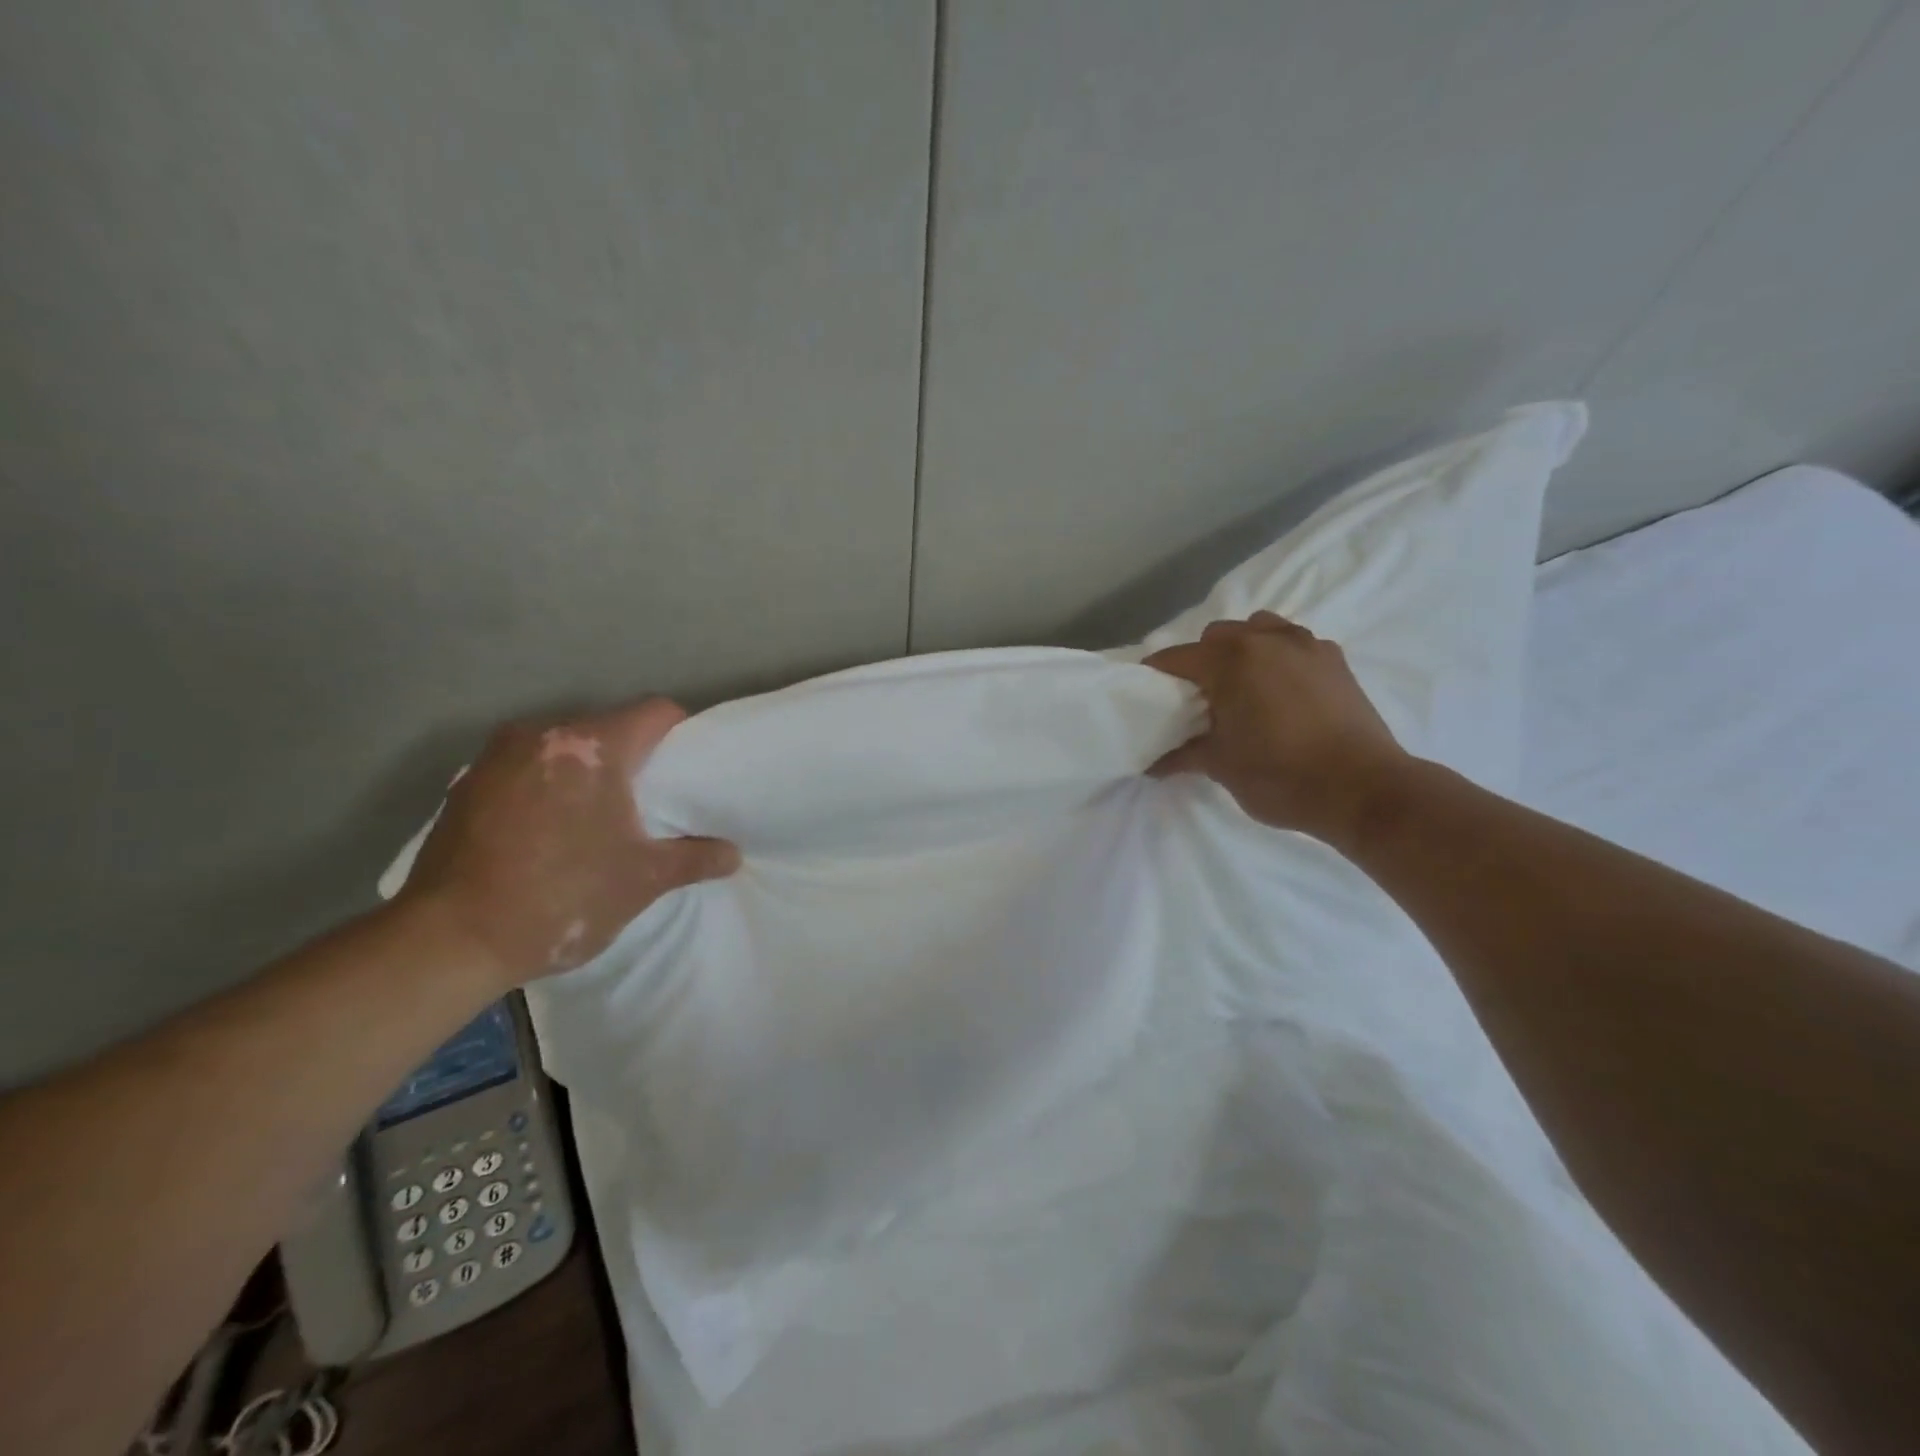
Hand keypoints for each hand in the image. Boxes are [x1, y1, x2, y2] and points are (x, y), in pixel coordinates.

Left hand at [399, 698, 739, 985]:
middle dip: (632, 757)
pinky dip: (545, 787)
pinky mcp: (465, 784)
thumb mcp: (642, 880)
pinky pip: (525, 769)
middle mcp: (542, 734)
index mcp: (592, 746)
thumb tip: (733, 854)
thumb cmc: (561, 898)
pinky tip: (545, 832)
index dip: (681, 734)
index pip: (655, 712)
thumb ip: (694, 858)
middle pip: (607, 727)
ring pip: (563, 748)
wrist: (449, 940)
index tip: (687, 768)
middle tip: (647, 800)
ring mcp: (496, 756)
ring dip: (585, 772)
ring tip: (594, 818)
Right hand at [1145, 611, 1411, 845]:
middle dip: (1200, 660)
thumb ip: (1182, 755)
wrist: (1363, 790)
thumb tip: (1151, 765)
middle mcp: (1266, 640)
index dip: (1155, 675)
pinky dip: (1277, 657)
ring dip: (1241, 649)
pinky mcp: (1334, 660)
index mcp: (1231, 661)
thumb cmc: (1280, 776)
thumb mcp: (1221, 766)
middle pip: (1216, 636)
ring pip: (1258, 629)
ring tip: (1241, 687)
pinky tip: (1280, 691)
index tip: (1144, 694)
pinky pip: (1294, 642)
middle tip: (1196, 699)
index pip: (1177, 658)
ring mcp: (1306, 645)